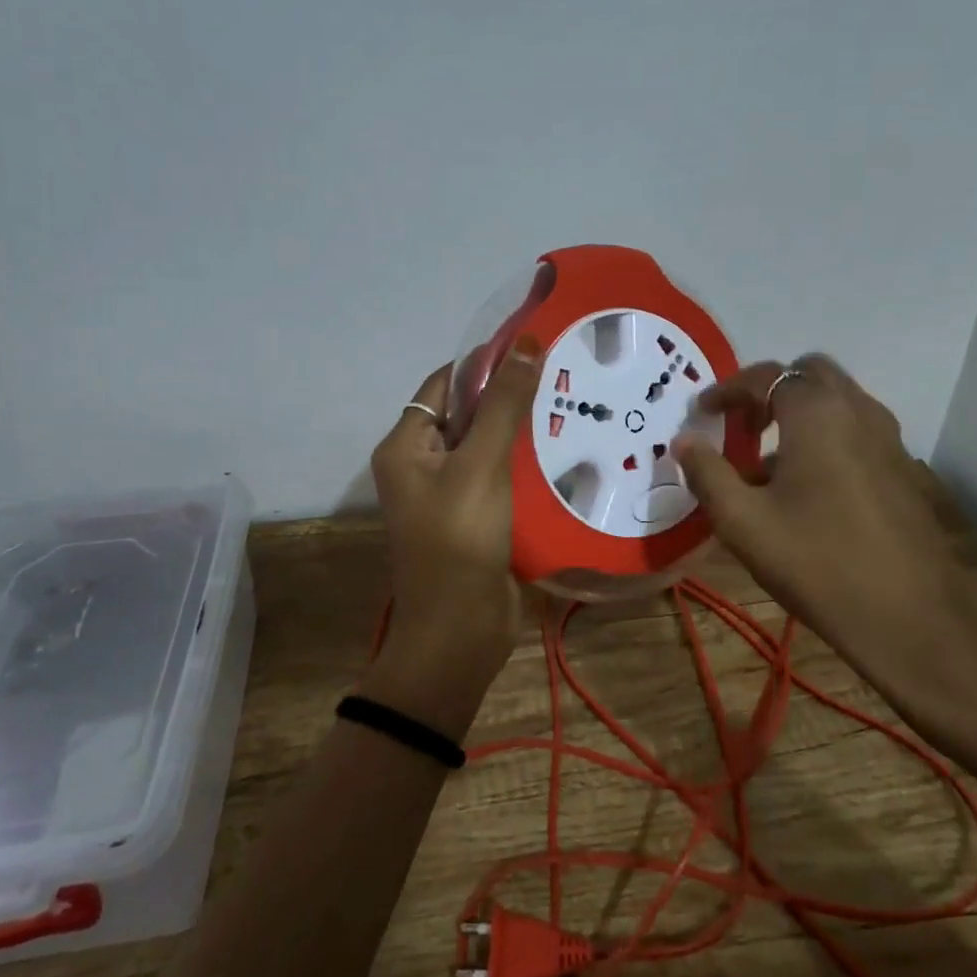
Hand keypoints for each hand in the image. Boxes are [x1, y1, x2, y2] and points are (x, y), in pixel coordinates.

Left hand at [363, 338, 542, 738]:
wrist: (459, 633)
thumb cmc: (460, 540)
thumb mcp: (481, 464)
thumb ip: (503, 404)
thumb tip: (524, 342)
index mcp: (407, 445)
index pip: (445, 384)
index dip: (485, 362)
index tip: (533, 345)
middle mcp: (422, 464)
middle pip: (466, 413)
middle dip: (508, 395)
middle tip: (561, 373)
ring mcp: (449, 493)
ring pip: (487, 445)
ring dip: (520, 428)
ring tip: (570, 403)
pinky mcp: (476, 517)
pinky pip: (499, 476)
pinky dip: (525, 462)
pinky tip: (564, 448)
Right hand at [674, 356, 976, 724]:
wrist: (912, 620)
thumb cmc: (817, 563)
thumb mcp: (743, 522)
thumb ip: (707, 473)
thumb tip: (684, 441)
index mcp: (816, 414)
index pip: (765, 376)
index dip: (727, 389)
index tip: (702, 412)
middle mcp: (857, 411)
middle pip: (809, 374)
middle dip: (770, 390)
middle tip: (742, 425)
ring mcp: (888, 439)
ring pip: (838, 401)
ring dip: (800, 413)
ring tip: (768, 461)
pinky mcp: (903, 469)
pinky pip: (857, 429)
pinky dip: (827, 435)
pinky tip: (808, 488)